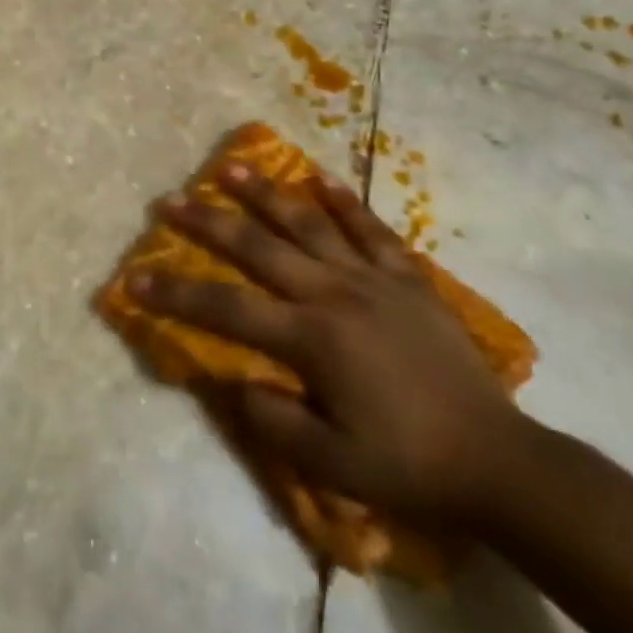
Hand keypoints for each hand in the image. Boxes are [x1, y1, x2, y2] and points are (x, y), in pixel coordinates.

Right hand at [131, 166, 525, 525]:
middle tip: (171, 199)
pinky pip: (372, 229)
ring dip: (266, 194)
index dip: (177, 295)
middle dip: (209, 223)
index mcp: (312, 339)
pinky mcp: (408, 278)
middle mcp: (335, 294)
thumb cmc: (408, 466)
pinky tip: (321, 178)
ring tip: (230, 166)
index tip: (135, 279)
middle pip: (260, 248)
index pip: (228, 310)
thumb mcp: (331, 465)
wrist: (497, 462)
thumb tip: (231, 379)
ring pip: (309, 224)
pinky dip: (345, 201)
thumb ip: (271, 419)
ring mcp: (374, 279)